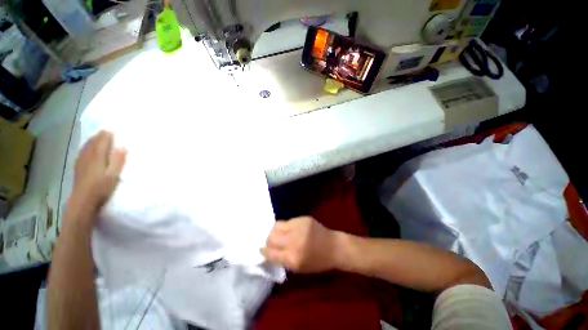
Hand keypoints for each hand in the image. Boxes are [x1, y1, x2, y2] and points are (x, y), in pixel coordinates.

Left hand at [68, 131, 126, 222]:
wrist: (83, 202)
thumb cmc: (101, 188)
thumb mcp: (113, 175)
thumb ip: (118, 160)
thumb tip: (123, 147)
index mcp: (97, 157)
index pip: (102, 141)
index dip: (107, 134)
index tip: (113, 128)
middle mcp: (87, 156)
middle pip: (93, 142)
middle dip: (99, 136)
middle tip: (106, 130)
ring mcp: (81, 162)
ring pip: (86, 147)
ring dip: (92, 140)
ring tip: (97, 137)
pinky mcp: (78, 168)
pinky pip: (82, 152)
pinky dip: (86, 148)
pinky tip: (87, 149)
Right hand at [262, 216, 340, 273]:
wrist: (334, 246)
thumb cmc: (317, 262)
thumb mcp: (298, 268)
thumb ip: (282, 259)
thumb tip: (267, 251)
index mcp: (293, 258)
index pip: (270, 253)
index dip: (264, 251)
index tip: (261, 250)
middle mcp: (294, 240)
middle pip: (271, 236)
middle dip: (268, 240)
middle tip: (271, 242)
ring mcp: (299, 226)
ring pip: (277, 225)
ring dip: (275, 231)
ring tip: (279, 234)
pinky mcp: (303, 218)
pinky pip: (287, 221)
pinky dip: (285, 227)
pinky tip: (290, 230)